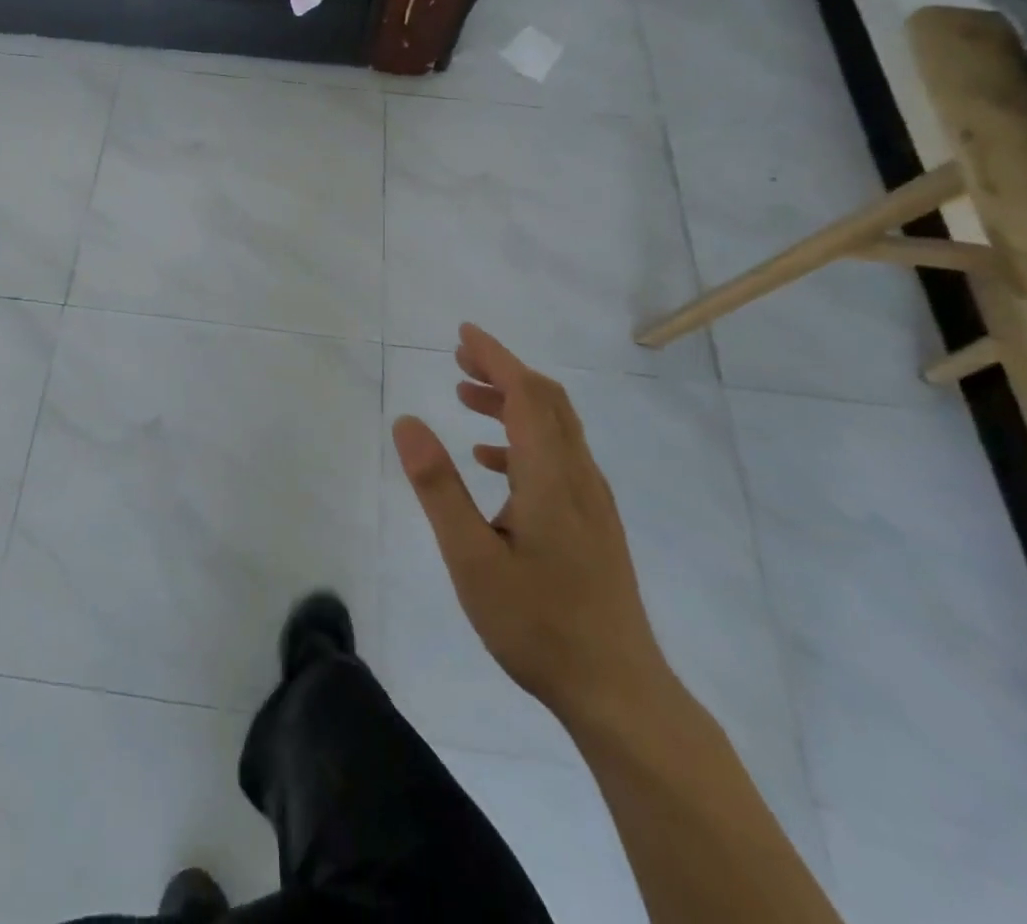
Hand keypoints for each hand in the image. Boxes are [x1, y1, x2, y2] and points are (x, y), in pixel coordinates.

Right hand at [392, 324, 669, 723]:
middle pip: (547, 401)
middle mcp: (578, 477)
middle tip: (460, 359)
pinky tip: (491, 462)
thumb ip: (438, 486)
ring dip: (512, 402)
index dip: (496, 357)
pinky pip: (558, 457)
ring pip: (555, 428)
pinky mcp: (594, 525)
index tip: (463, 333)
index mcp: (551, 476)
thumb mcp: (470, 557)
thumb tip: (407, 421)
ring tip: (466, 399)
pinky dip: (523, 439)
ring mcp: (592, 502)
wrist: (619, 692)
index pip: (526, 393)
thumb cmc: (538, 623)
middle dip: (503, 371)